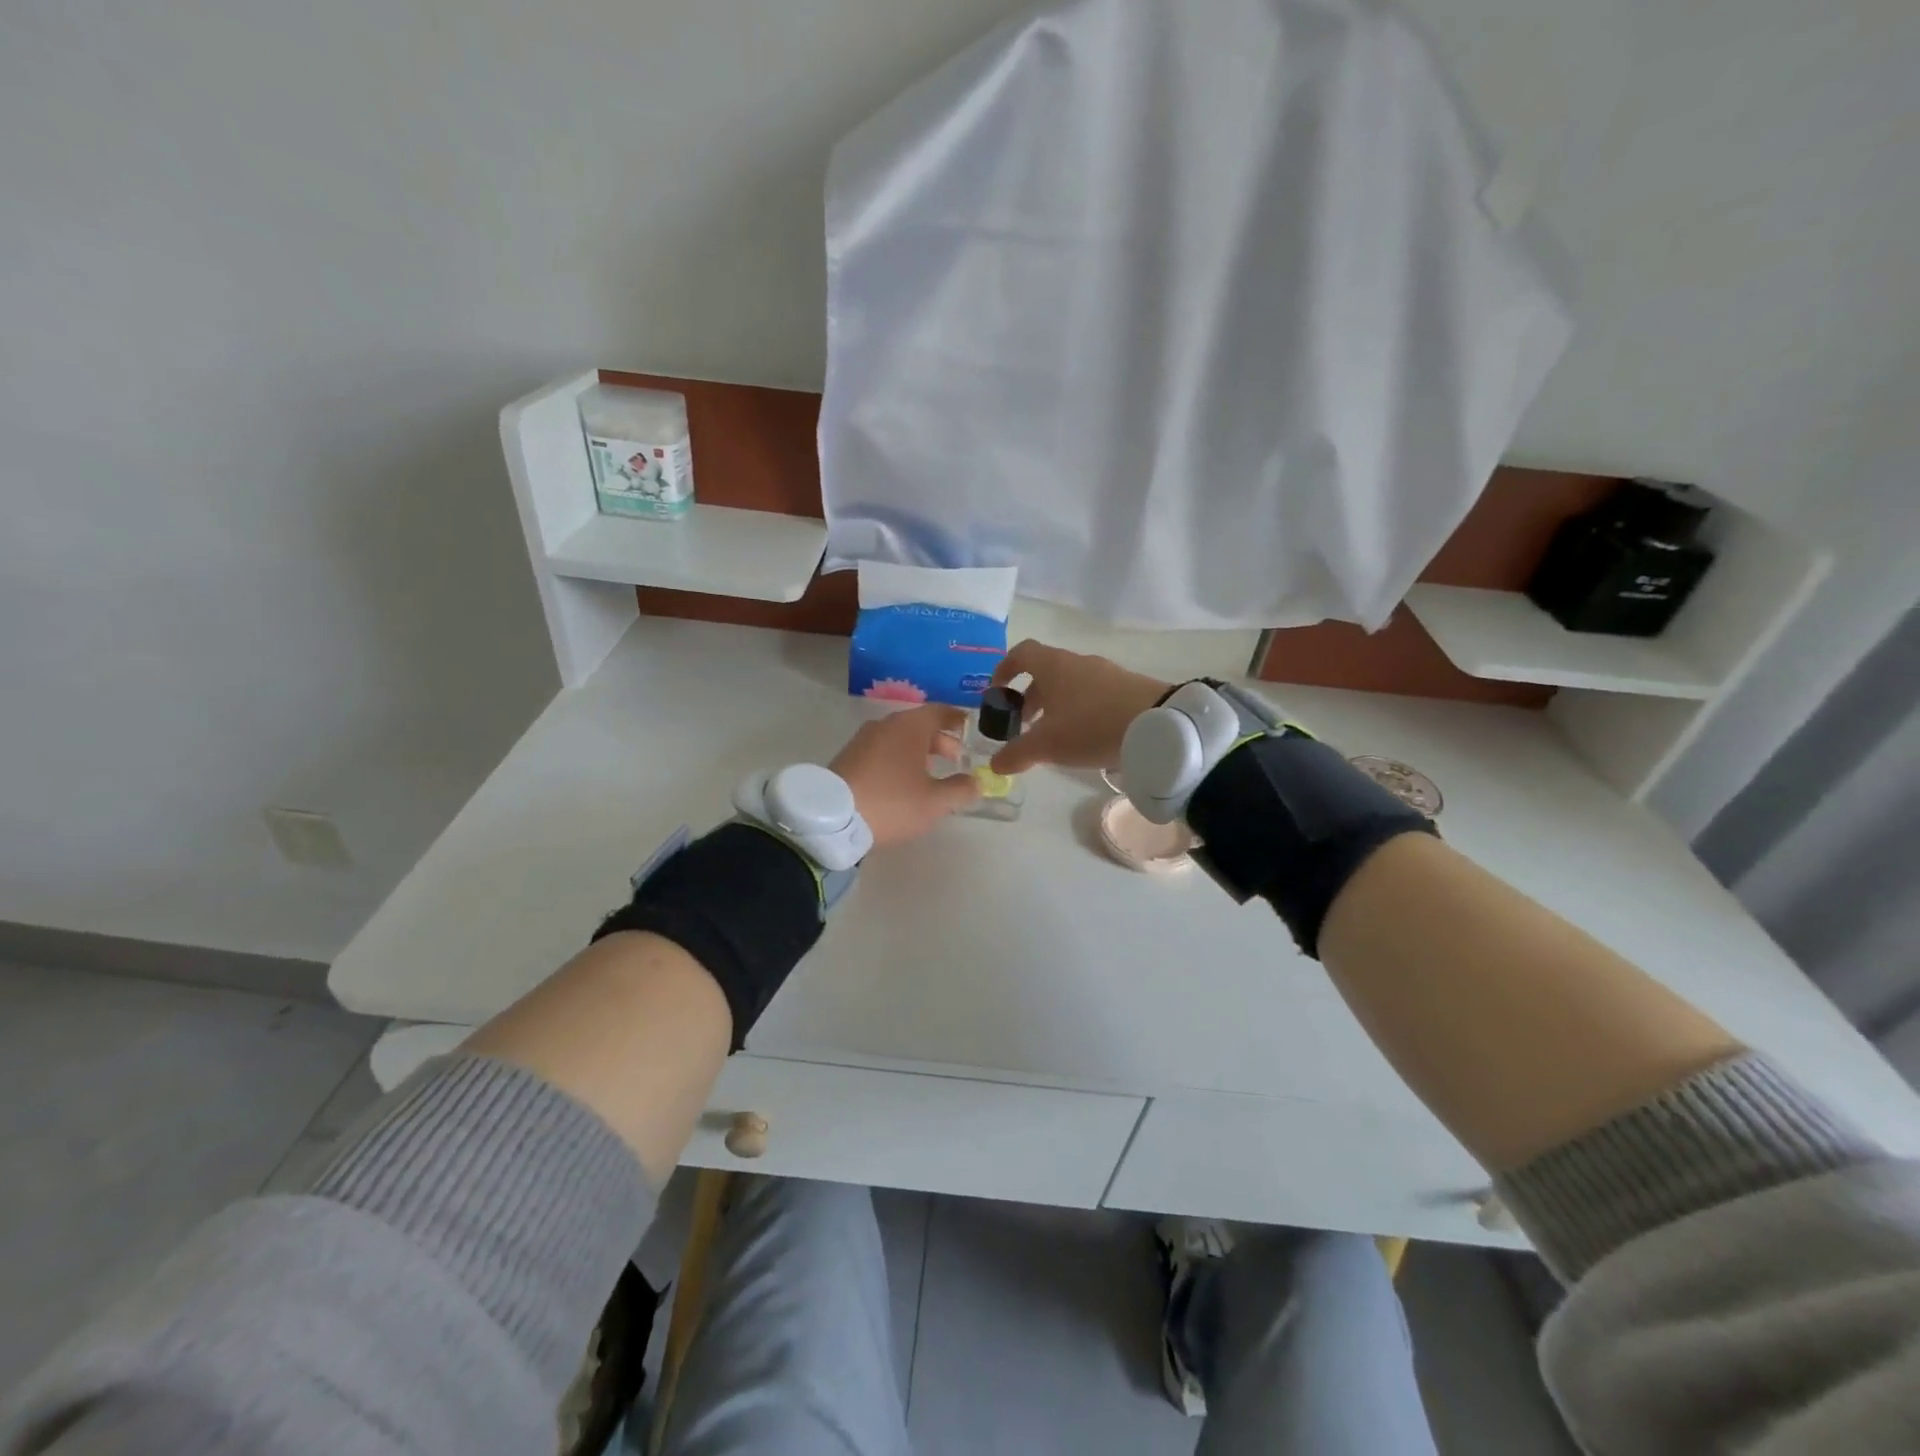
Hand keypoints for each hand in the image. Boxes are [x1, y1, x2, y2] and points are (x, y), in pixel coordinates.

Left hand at [830, 704, 980, 847]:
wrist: (831, 819)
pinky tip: (901, 783)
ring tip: (930, 775)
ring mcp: (862, 740)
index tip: (968, 727)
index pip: (939, 711)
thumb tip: (976, 782)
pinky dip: (897, 759)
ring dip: (918, 752)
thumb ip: (961, 790)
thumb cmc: (892, 803)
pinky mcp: (847, 758)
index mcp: (909, 727)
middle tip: (955, 760)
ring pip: (898, 739)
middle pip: (918, 725)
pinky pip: (881, 751)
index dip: (956, 719)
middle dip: (940, 741)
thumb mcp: (935, 802)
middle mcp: (885, 725)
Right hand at [986, 641, 1169, 774]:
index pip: (1021, 654)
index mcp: (1053, 666)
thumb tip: (995, 764)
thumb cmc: (1091, 726)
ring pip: (1070, 684)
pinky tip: (1085, 736)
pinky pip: (1093, 694)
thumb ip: (1017, 753)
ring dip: (1055, 705)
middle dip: (1029, 697)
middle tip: (1022, 725)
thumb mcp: (1048, 745)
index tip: (996, 693)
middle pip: (1045, 672)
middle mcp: (1078, 662)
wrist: (1158, 726)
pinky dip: (1080, 710)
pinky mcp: (1128, 687)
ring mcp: (1106, 673)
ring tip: (1053, 735)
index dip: (1004, 670)